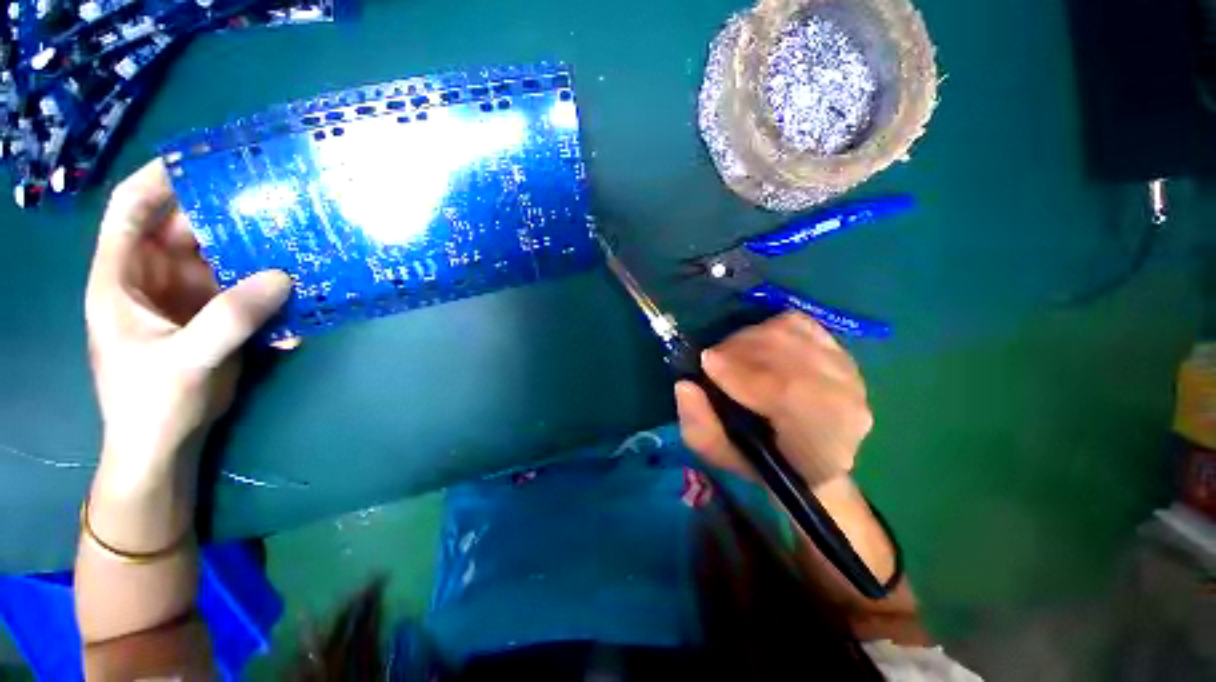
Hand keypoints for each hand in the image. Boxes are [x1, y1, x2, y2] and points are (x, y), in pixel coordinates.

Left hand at [85, 159, 292, 465]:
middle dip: (231, 219)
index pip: (131, 209)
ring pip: (227, 262)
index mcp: (123, 277)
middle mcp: (155, 278)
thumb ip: (230, 317)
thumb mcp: (186, 359)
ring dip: (262, 259)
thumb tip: (284, 277)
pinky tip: (300, 308)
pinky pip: (249, 294)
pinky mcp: (216, 318)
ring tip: (302, 251)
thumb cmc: (150, 403)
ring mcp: (189, 298)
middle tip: (279, 207)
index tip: (206, 161)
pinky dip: (273, 297)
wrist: (163, 444)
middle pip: (191, 232)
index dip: (161, 179)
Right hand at [675, 312, 872, 489]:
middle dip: (738, 349)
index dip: (742, 371)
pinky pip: (798, 323)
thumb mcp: (719, 455)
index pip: (789, 393)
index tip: (705, 362)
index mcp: (822, 444)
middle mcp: (847, 403)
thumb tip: (684, 386)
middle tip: (711, 359)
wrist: (806, 461)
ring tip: (729, 354)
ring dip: (749, 337)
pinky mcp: (839, 350)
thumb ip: (699, 426)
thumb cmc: (760, 462)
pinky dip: (768, 327)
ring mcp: (849, 372)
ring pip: (791, 332)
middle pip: (789, 353)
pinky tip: (754, 344)